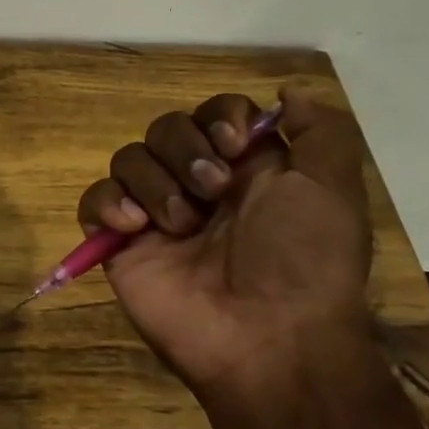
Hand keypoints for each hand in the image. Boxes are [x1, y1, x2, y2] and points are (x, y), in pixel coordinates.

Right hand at [76, 84, 371, 393]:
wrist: (267, 338)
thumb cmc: (304, 261)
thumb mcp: (333, 190)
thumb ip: (320, 132)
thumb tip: (288, 91)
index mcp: (247, 170)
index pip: (214, 114)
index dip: (219, 118)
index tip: (235, 145)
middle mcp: (197, 185)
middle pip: (166, 128)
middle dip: (185, 150)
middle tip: (212, 191)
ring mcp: (155, 214)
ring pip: (128, 158)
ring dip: (155, 183)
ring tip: (179, 225)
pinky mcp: (119, 243)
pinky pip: (94, 200)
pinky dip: (108, 203)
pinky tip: (134, 227)